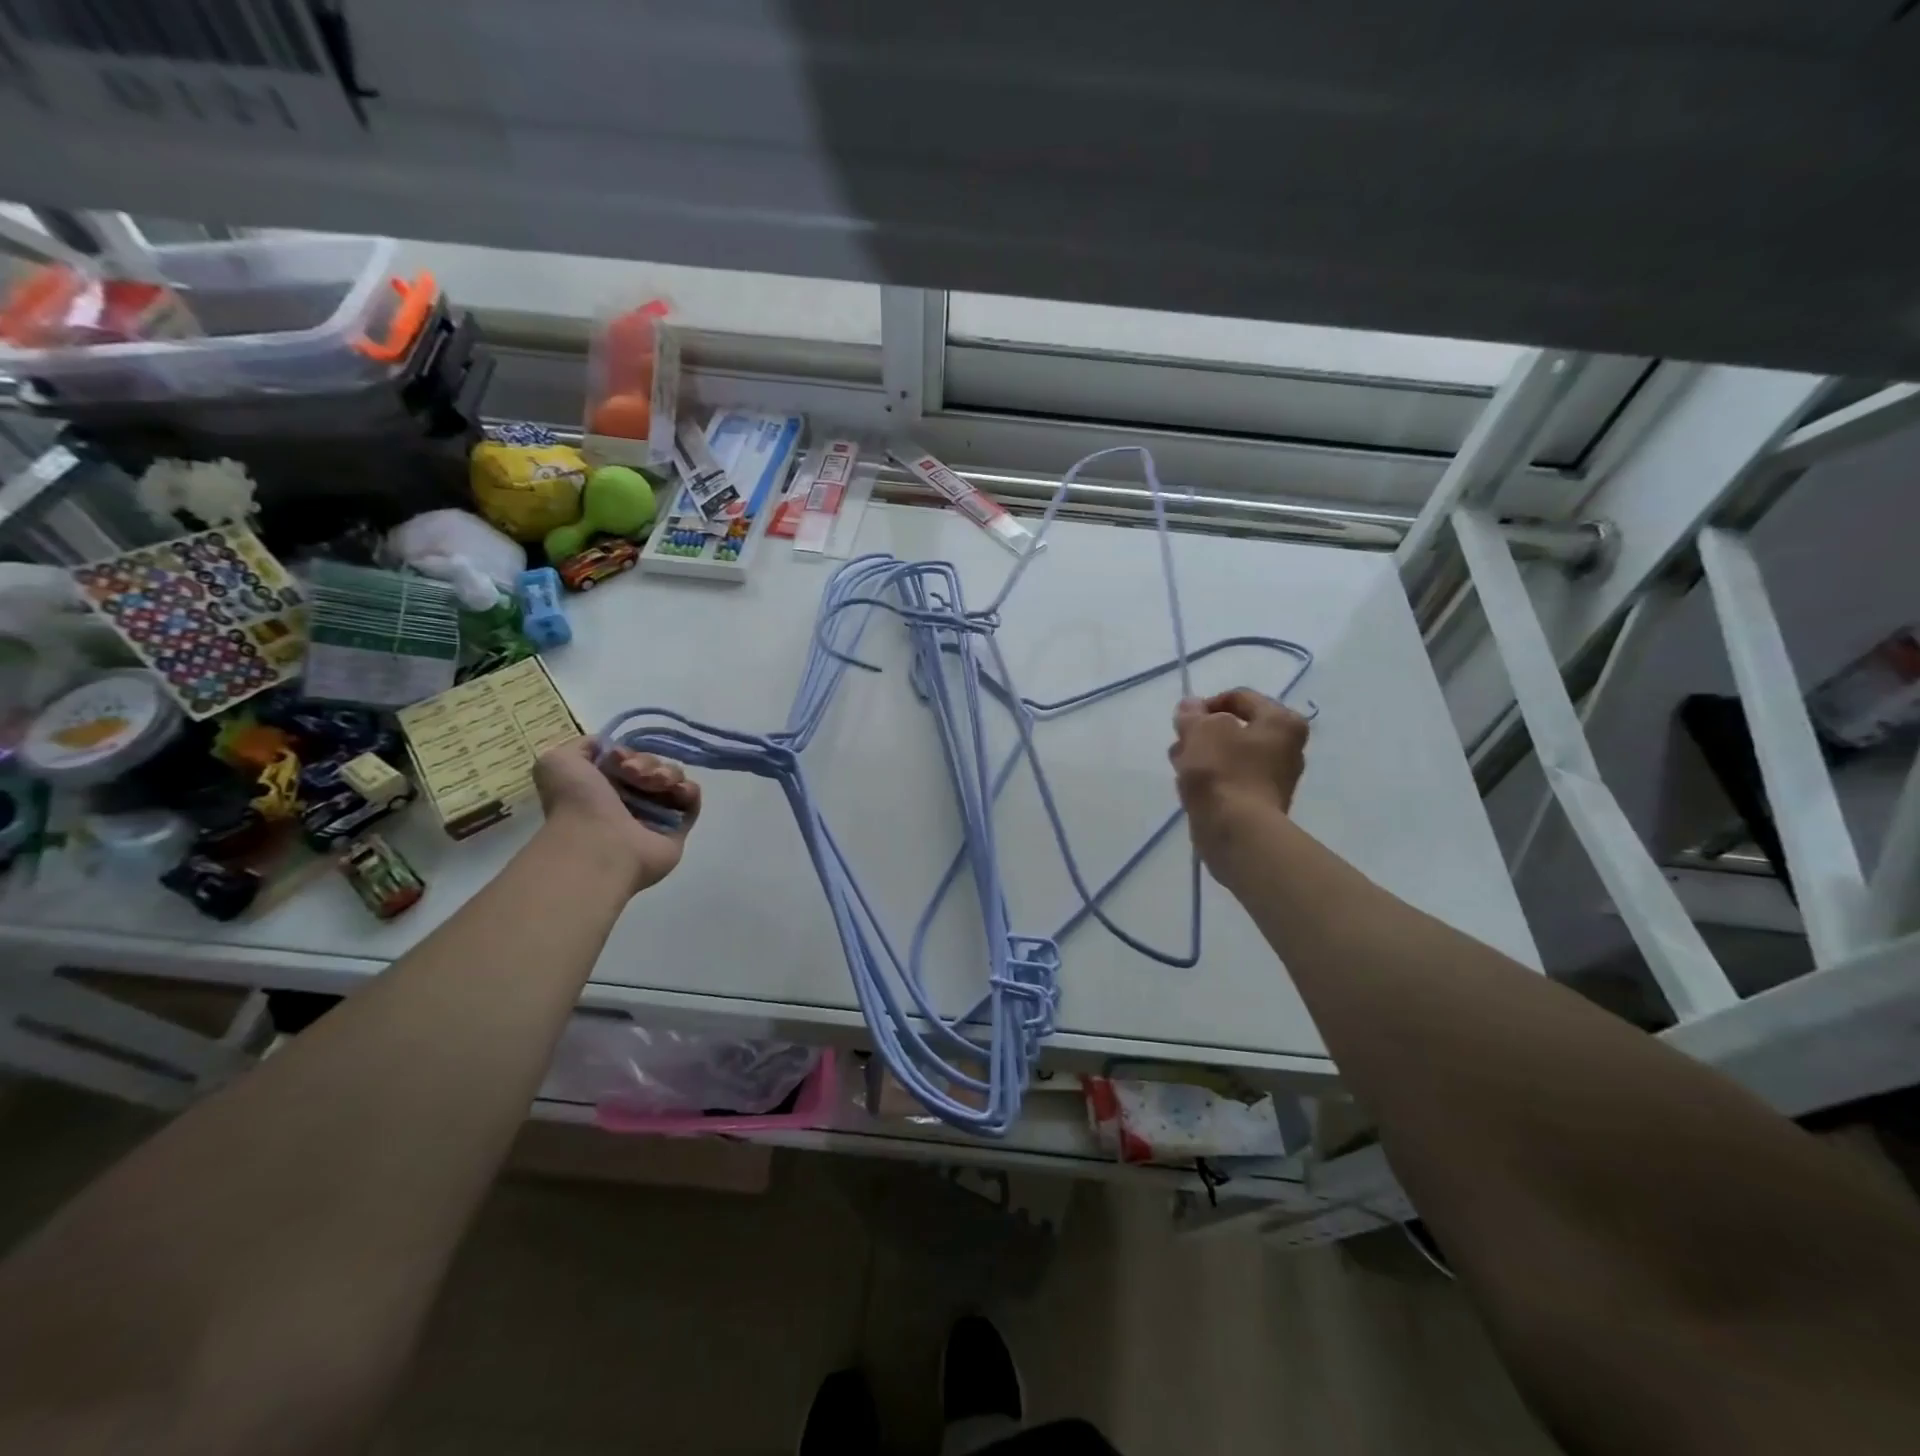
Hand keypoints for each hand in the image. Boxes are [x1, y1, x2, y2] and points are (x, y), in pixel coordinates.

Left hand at [532, 738, 700, 893]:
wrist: (599, 845)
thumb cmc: (576, 804)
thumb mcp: (558, 762)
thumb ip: (581, 746)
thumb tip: (610, 749)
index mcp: (602, 787)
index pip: (628, 758)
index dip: (627, 752)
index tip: (618, 759)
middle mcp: (628, 800)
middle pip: (653, 765)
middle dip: (647, 762)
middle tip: (634, 774)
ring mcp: (654, 814)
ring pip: (673, 778)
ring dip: (667, 772)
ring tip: (656, 784)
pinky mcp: (678, 828)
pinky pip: (691, 799)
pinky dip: (688, 789)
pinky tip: (676, 791)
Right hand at [1169, 688, 1309, 864]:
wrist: (1235, 831)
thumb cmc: (1223, 770)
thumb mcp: (1201, 729)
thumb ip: (1192, 713)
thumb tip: (1190, 706)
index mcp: (1282, 722)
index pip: (1239, 697)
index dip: (1207, 704)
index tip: (1184, 720)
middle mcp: (1287, 747)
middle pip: (1235, 728)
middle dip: (1203, 733)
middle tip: (1181, 744)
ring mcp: (1274, 778)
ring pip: (1229, 755)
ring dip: (1202, 756)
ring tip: (1180, 766)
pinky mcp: (1259, 803)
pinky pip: (1230, 780)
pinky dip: (1210, 779)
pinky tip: (1190, 787)